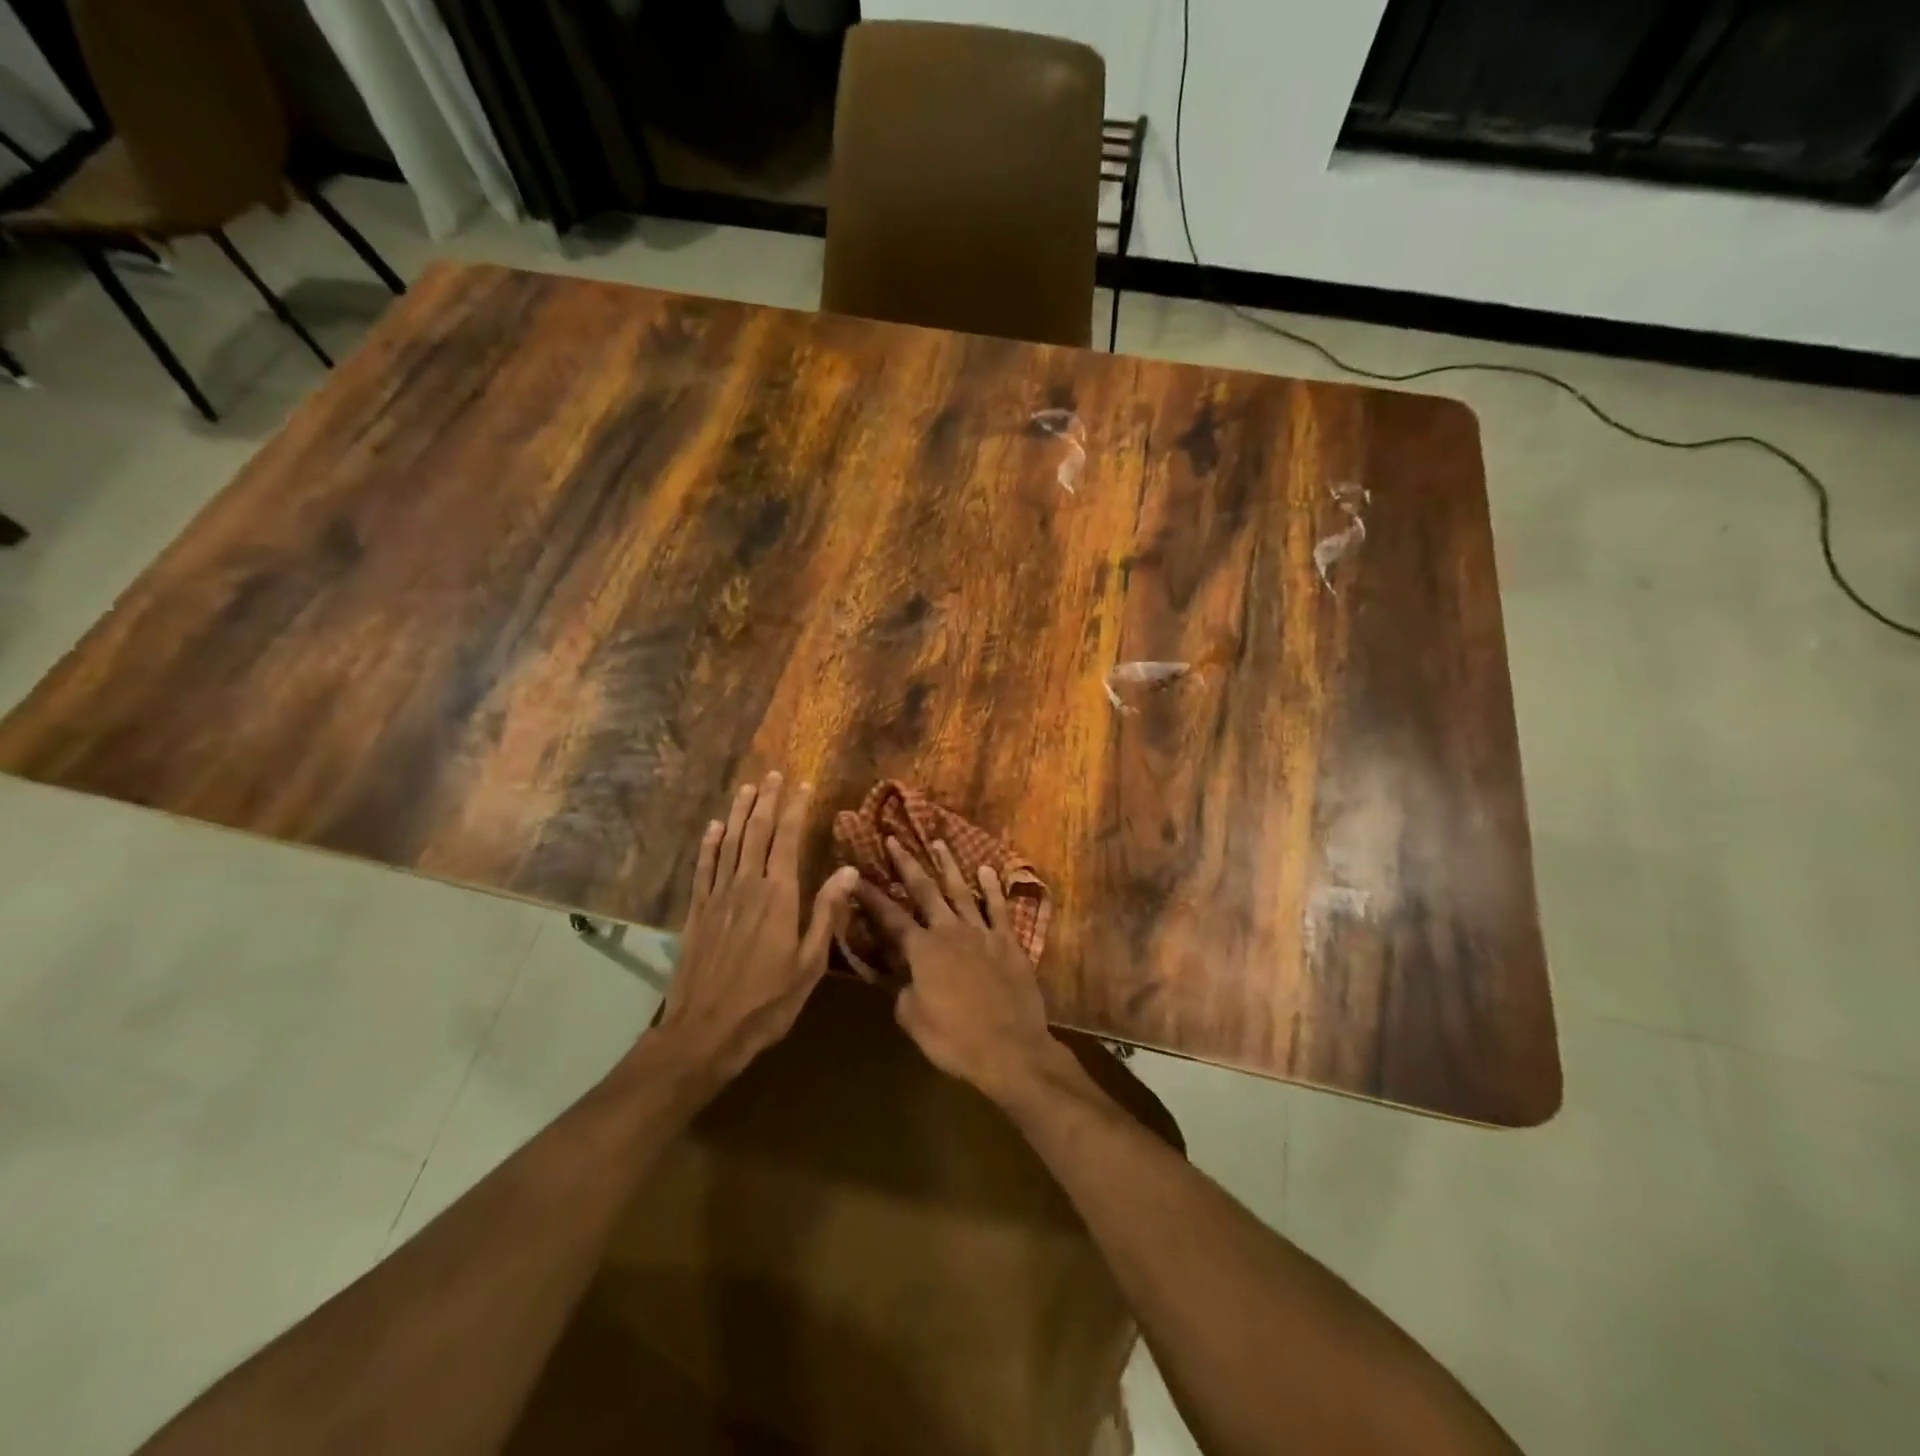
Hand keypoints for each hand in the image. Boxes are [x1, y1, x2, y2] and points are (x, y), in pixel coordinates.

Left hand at [655, 772, 859, 1090]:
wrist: (704, 1032)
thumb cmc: (767, 1002)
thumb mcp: (810, 964)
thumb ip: (827, 914)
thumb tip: (849, 872)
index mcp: (778, 896)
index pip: (787, 840)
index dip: (794, 809)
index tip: (802, 785)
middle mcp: (746, 886)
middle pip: (756, 832)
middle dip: (766, 800)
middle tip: (773, 774)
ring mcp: (717, 897)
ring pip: (729, 843)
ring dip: (739, 813)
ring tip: (747, 788)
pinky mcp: (696, 912)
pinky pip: (703, 868)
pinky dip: (709, 845)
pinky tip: (714, 827)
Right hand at [855, 837, 1064, 1105]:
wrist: (1010, 1048)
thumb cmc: (955, 1040)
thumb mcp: (913, 1020)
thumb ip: (903, 991)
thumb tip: (902, 976)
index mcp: (922, 951)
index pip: (889, 917)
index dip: (870, 896)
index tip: (854, 875)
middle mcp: (949, 931)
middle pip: (925, 891)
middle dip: (907, 865)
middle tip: (894, 840)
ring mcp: (981, 933)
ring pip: (961, 890)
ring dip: (948, 865)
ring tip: (938, 842)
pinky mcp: (1008, 942)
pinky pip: (998, 908)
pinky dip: (993, 888)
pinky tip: (987, 870)